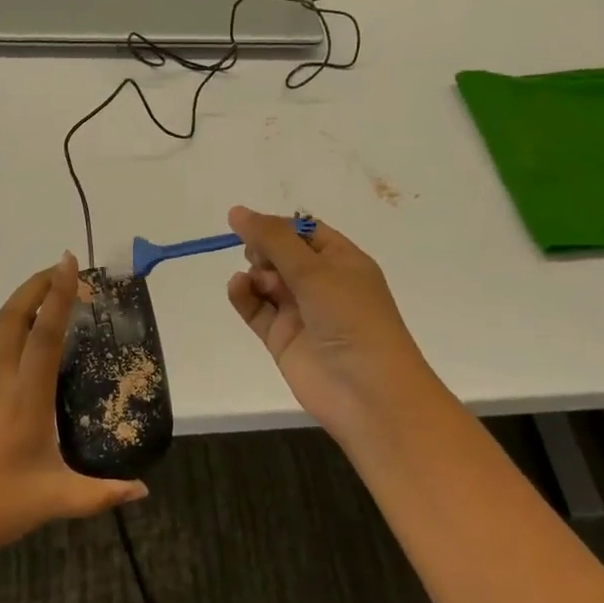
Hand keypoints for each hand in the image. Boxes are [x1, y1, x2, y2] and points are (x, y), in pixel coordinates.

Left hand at [0, 254, 147, 569]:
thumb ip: (103, 494)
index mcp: (25, 397)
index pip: (44, 334)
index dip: (58, 295)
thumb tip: (143, 489)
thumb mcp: (57, 501)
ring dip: (14, 306)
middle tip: (59, 269)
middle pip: (12, 317)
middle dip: (35, 286)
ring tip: (37, 303)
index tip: (68, 264)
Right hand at [226, 207, 447, 448]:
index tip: (252, 225)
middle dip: (265, 250)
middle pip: (282, 254)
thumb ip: (273, 239)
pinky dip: (244, 296)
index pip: (305, 232)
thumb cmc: (351, 318)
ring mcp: (301, 312)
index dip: (279, 227)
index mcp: (343, 261)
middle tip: (262, 258)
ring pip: (266, 281)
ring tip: (259, 281)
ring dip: (255, 273)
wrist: (367, 391)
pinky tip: (238, 287)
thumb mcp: (315, 269)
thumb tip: (237, 211)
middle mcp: (322, 284)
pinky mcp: (282, 338)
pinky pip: (256, 309)